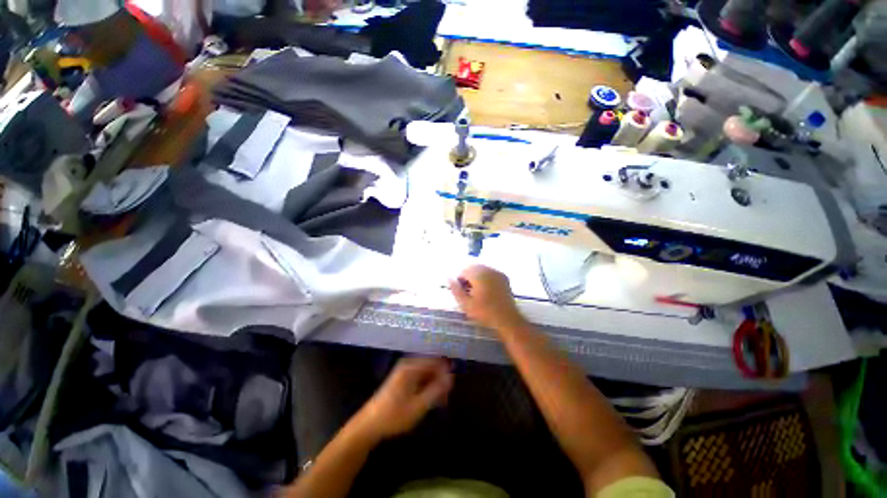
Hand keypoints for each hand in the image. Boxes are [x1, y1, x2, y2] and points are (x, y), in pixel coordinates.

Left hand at [352, 358, 452, 440]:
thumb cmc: (394, 416)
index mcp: (411, 367)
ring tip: (440, 402)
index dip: (446, 371)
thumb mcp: (418, 406)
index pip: (435, 361)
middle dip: (440, 379)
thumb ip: (436, 390)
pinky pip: (419, 378)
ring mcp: (404, 371)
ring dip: (434, 385)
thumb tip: (451, 378)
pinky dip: (426, 387)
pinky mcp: (401, 379)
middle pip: (431, 366)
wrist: (369, 425)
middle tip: (446, 397)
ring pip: (426, 373)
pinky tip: (430, 400)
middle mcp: (408, 365)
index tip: (452, 386)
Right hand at [448, 265, 527, 331]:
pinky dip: (485, 278)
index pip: (464, 270)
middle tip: (468, 292)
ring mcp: (497, 272)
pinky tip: (486, 290)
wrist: (507, 319)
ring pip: (482, 269)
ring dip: (476, 277)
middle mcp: (489, 270)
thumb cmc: (485, 313)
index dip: (460, 280)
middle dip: (468, 277)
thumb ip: (455, 290)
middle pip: (473, 268)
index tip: (462, 292)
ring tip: (476, 292)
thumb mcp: (466, 304)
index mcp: (479, 275)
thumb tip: (449, 278)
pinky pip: (490, 272)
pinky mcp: (503, 277)